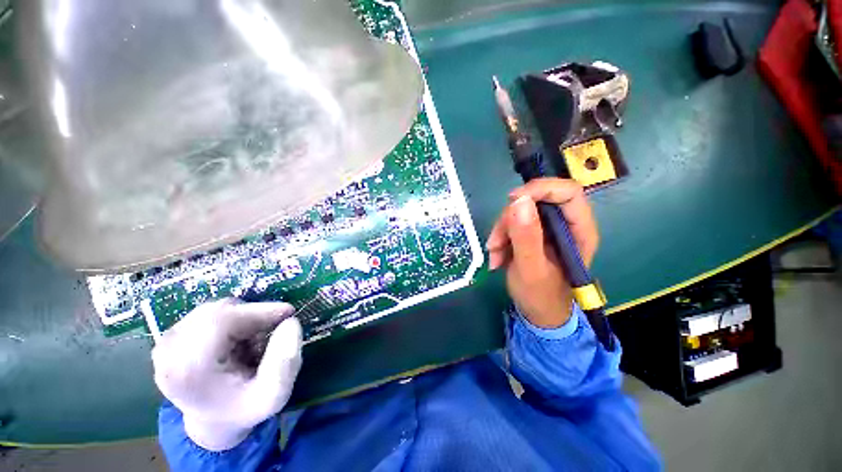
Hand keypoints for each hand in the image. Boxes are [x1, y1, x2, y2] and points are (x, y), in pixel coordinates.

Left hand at [152, 298, 302, 450]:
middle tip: (273, 329)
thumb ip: (286, 361)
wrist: (213, 421)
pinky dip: (232, 319)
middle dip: (254, 316)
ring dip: (243, 318)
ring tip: (252, 341)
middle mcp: (168, 352)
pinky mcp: (171, 337)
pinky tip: (237, 339)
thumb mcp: (274, 394)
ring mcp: (166, 343)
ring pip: (216, 309)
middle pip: (219, 311)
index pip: (222, 320)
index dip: (259, 311)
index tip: (289, 313)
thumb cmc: (245, 408)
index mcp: (187, 370)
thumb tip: (291, 322)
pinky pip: (210, 313)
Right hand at [485, 178, 598, 327]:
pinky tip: (497, 256)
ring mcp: (547, 228)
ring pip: (519, 212)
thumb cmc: (540, 296)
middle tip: (496, 242)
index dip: (540, 189)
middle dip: (510, 219)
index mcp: (578, 231)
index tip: (512, 200)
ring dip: (501, 231)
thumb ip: (526, 237)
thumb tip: (519, 201)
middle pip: (536, 200)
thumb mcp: (530, 269)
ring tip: (494, 255)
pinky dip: (500, 238)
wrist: (537, 312)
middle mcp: (564, 224)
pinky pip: (511, 223)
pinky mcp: (532, 233)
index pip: (568, 192)